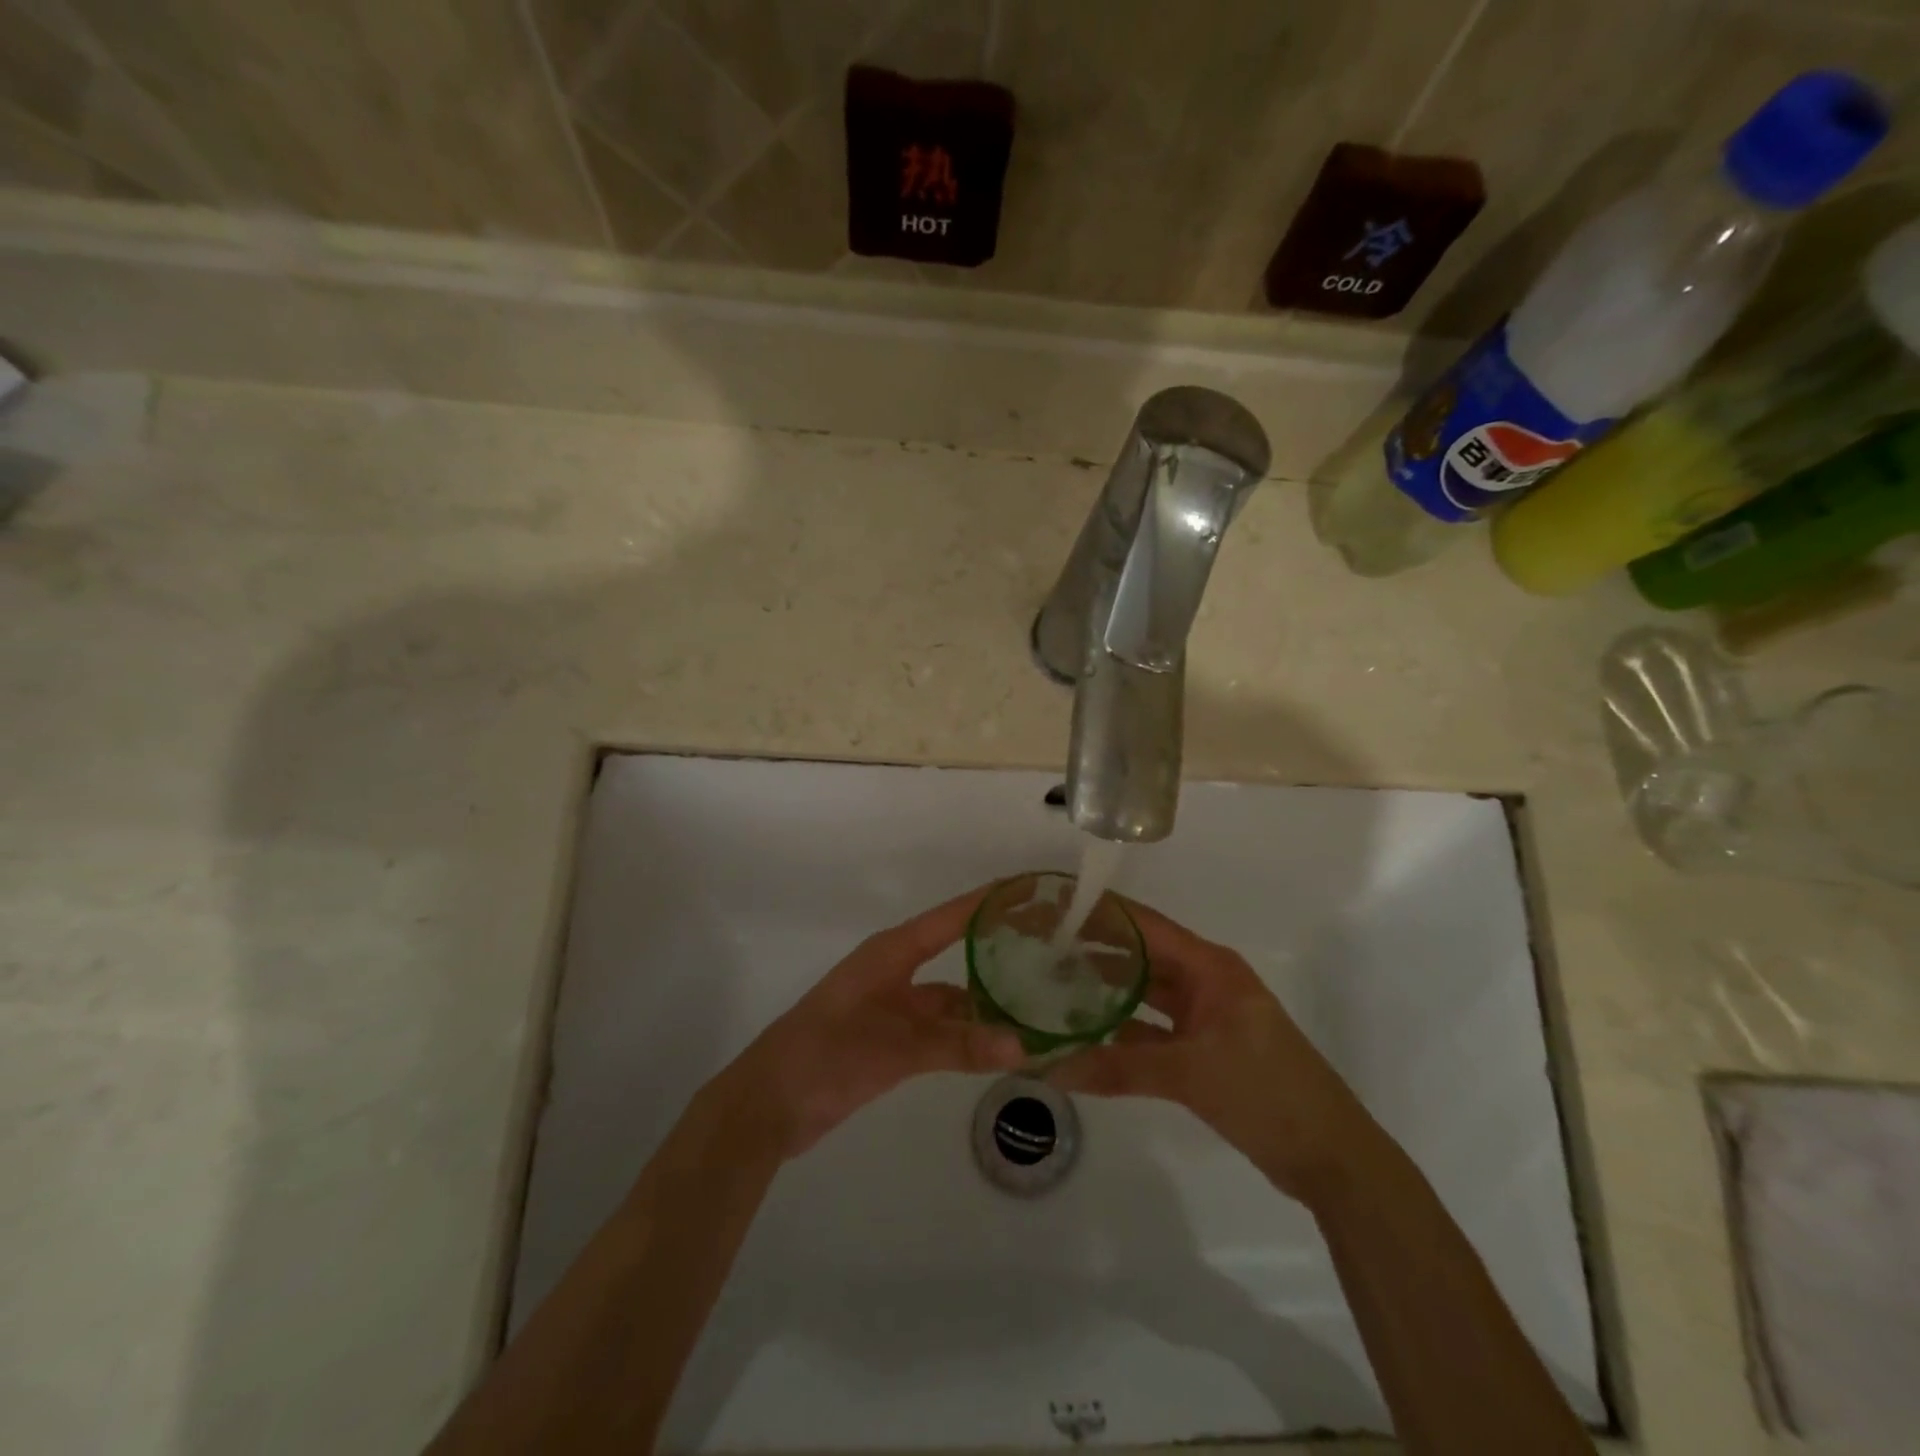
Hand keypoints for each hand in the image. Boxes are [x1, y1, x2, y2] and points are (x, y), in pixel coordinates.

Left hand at [721, 887, 1025, 1157]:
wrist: (771, 1104)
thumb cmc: (828, 1054)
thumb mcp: (897, 1047)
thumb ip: (959, 1045)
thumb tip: (1024, 1046)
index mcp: (892, 952)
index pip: (951, 918)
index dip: (988, 902)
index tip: (1030, 889)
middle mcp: (896, 971)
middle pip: (956, 952)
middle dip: (997, 950)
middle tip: (1049, 950)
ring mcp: (894, 1006)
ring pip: (951, 997)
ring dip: (986, 1002)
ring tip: (1038, 1003)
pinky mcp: (891, 1039)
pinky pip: (941, 1029)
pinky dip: (968, 1035)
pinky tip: (999, 1044)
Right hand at [1051, 899, 1378, 1204]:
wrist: (1331, 1158)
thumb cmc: (1267, 1093)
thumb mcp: (1190, 1074)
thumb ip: (1119, 1067)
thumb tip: (1050, 1067)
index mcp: (1211, 968)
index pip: (1147, 926)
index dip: (1104, 914)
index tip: (1056, 907)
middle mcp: (1206, 982)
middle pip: (1144, 956)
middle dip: (1097, 950)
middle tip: (1042, 947)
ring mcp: (1206, 1017)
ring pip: (1147, 994)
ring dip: (1107, 991)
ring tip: (1053, 984)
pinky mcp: (1203, 1050)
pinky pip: (1153, 1030)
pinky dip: (1123, 1031)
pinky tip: (1085, 1034)